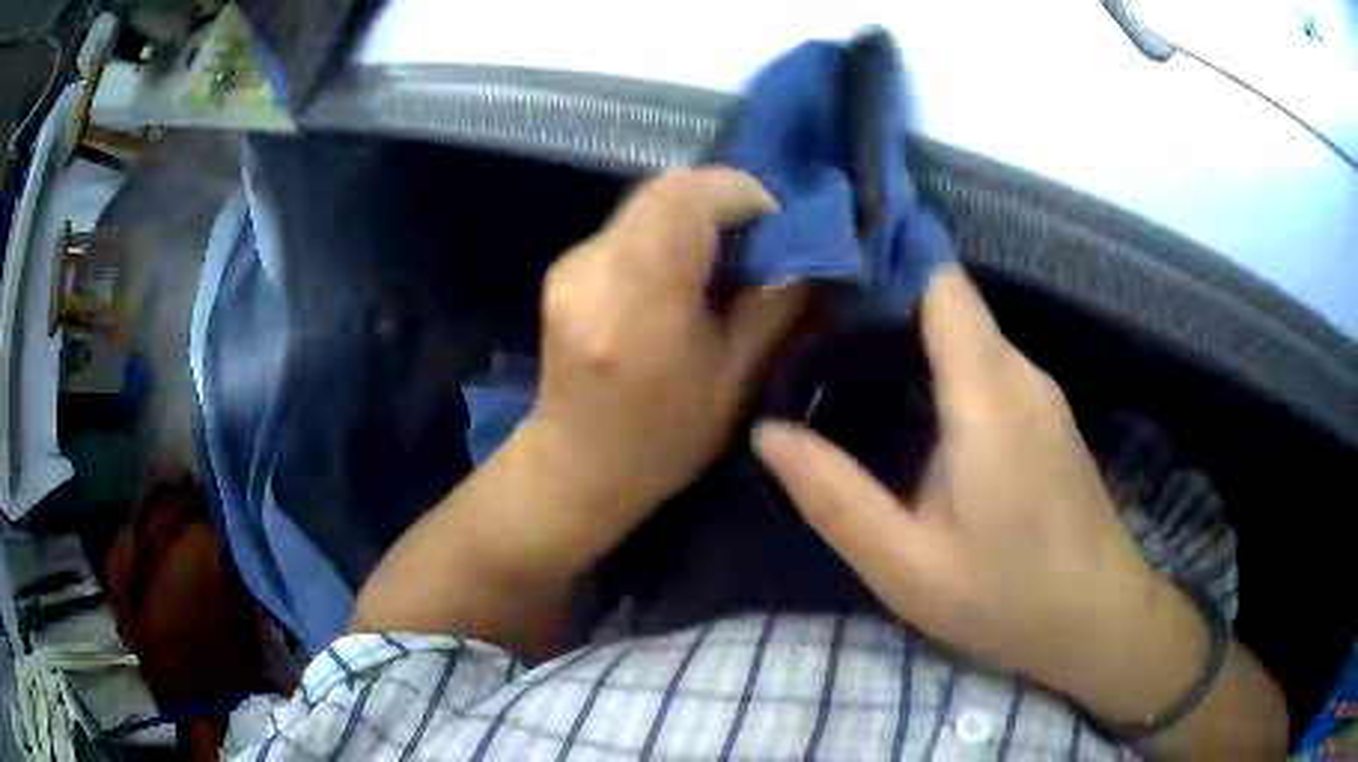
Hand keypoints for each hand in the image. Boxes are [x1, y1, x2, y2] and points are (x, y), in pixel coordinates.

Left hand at [526, 168, 805, 525]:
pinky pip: (628, 224)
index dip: (741, 194)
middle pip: (665, 187)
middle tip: (756, 237)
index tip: (775, 225)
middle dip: (721, 198)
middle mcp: (595, 270)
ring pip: (646, 200)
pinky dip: (665, 231)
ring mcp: (572, 266)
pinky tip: (678, 274)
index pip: (688, 199)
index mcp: (640, 305)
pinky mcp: (563, 268)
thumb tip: (804, 250)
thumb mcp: (735, 382)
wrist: (577, 465)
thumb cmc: (664, 441)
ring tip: (721, 258)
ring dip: (694, 214)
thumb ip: (773, 305)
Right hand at [754, 264, 1205, 724]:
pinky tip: (913, 412)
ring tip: (848, 365)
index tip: (823, 264)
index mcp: (987, 393)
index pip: (940, 282)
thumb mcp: (906, 564)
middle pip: (949, 304)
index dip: (885, 260)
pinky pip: (989, 368)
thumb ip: (836, 497)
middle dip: (884, 304)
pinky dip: (946, 370)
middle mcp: (1020, 372)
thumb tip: (768, 434)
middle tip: (813, 329)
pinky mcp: (1048, 416)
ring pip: (970, 336)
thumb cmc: (1005, 595)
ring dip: (913, 339)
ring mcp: (1041, 392)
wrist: (1096, 617)